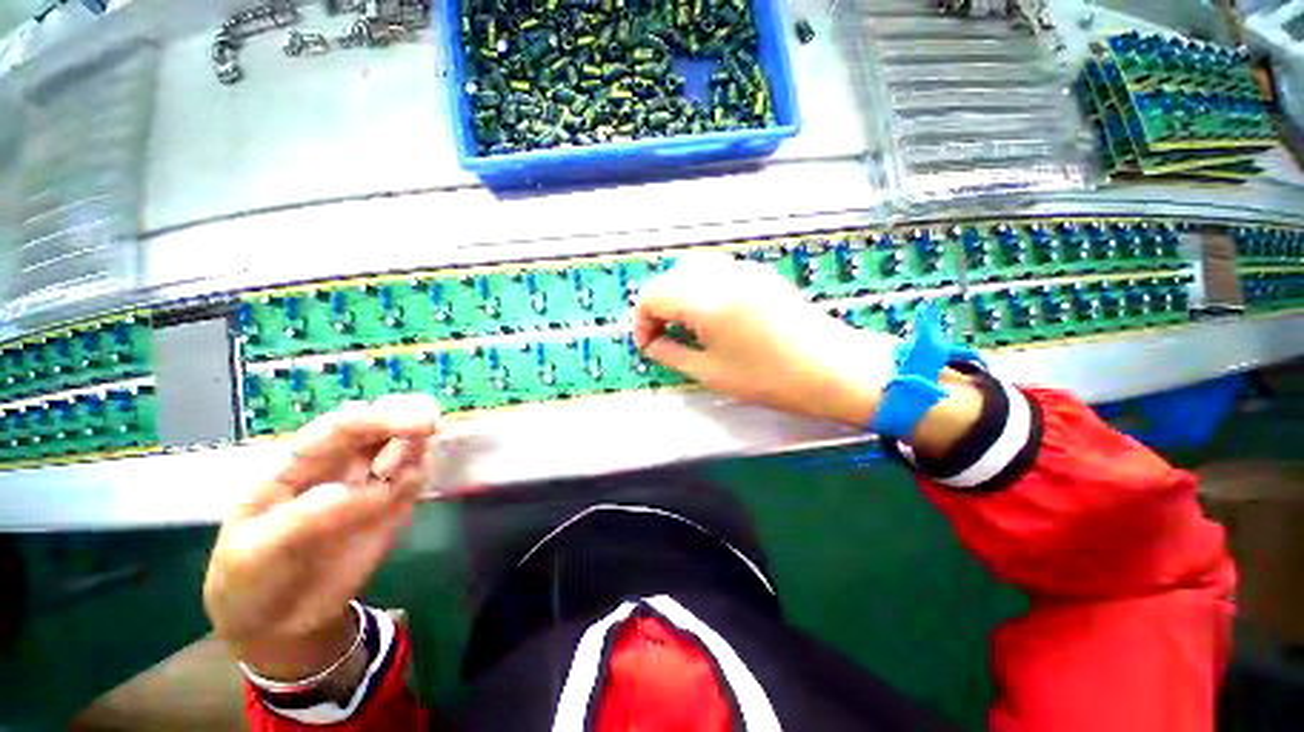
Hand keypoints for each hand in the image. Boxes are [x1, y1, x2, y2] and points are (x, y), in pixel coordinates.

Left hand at [203, 395, 440, 679]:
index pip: (342, 427)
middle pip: (380, 425)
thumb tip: (358, 492)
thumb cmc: (249, 579)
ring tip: (402, 481)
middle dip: (409, 417)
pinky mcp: (391, 508)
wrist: (277, 623)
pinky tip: (409, 490)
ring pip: (404, 447)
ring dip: (417, 448)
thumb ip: (303, 519)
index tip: (417, 424)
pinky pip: (414, 479)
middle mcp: (340, 465)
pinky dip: (421, 475)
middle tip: (431, 427)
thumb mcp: (256, 552)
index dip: (378, 419)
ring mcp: (368, 485)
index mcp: (299, 464)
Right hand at [633, 257, 896, 426]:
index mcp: (706, 301)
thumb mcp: (711, 373)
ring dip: (676, 296)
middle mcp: (721, 275)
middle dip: (656, 307)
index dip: (641, 321)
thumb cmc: (769, 379)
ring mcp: (742, 269)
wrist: (832, 369)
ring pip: (690, 271)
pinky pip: (714, 272)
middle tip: (662, 338)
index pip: (652, 295)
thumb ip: (671, 354)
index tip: (648, 346)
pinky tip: (709, 315)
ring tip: (683, 327)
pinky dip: (698, 289)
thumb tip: (651, 344)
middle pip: (668, 278)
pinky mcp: (757, 273)